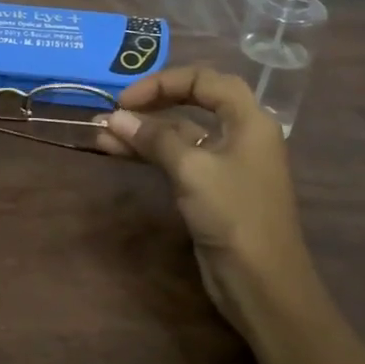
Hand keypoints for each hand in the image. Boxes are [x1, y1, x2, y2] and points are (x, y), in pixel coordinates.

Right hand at [96, 66, 319, 336]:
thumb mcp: (192, 169)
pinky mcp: (212, 188)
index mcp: (249, 119)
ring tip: (102, 133)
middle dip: (152, 104)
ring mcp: (226, 162)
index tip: (127, 100)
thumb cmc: (234, 215)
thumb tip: (114, 117)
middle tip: (115, 111)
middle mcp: (241, 134)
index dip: (163, 82)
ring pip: (181, 134)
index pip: (204, 79)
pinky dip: (151, 153)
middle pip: (193, 102)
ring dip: (144, 131)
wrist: (262, 284)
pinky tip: (119, 152)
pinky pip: (179, 158)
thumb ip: (154, 138)